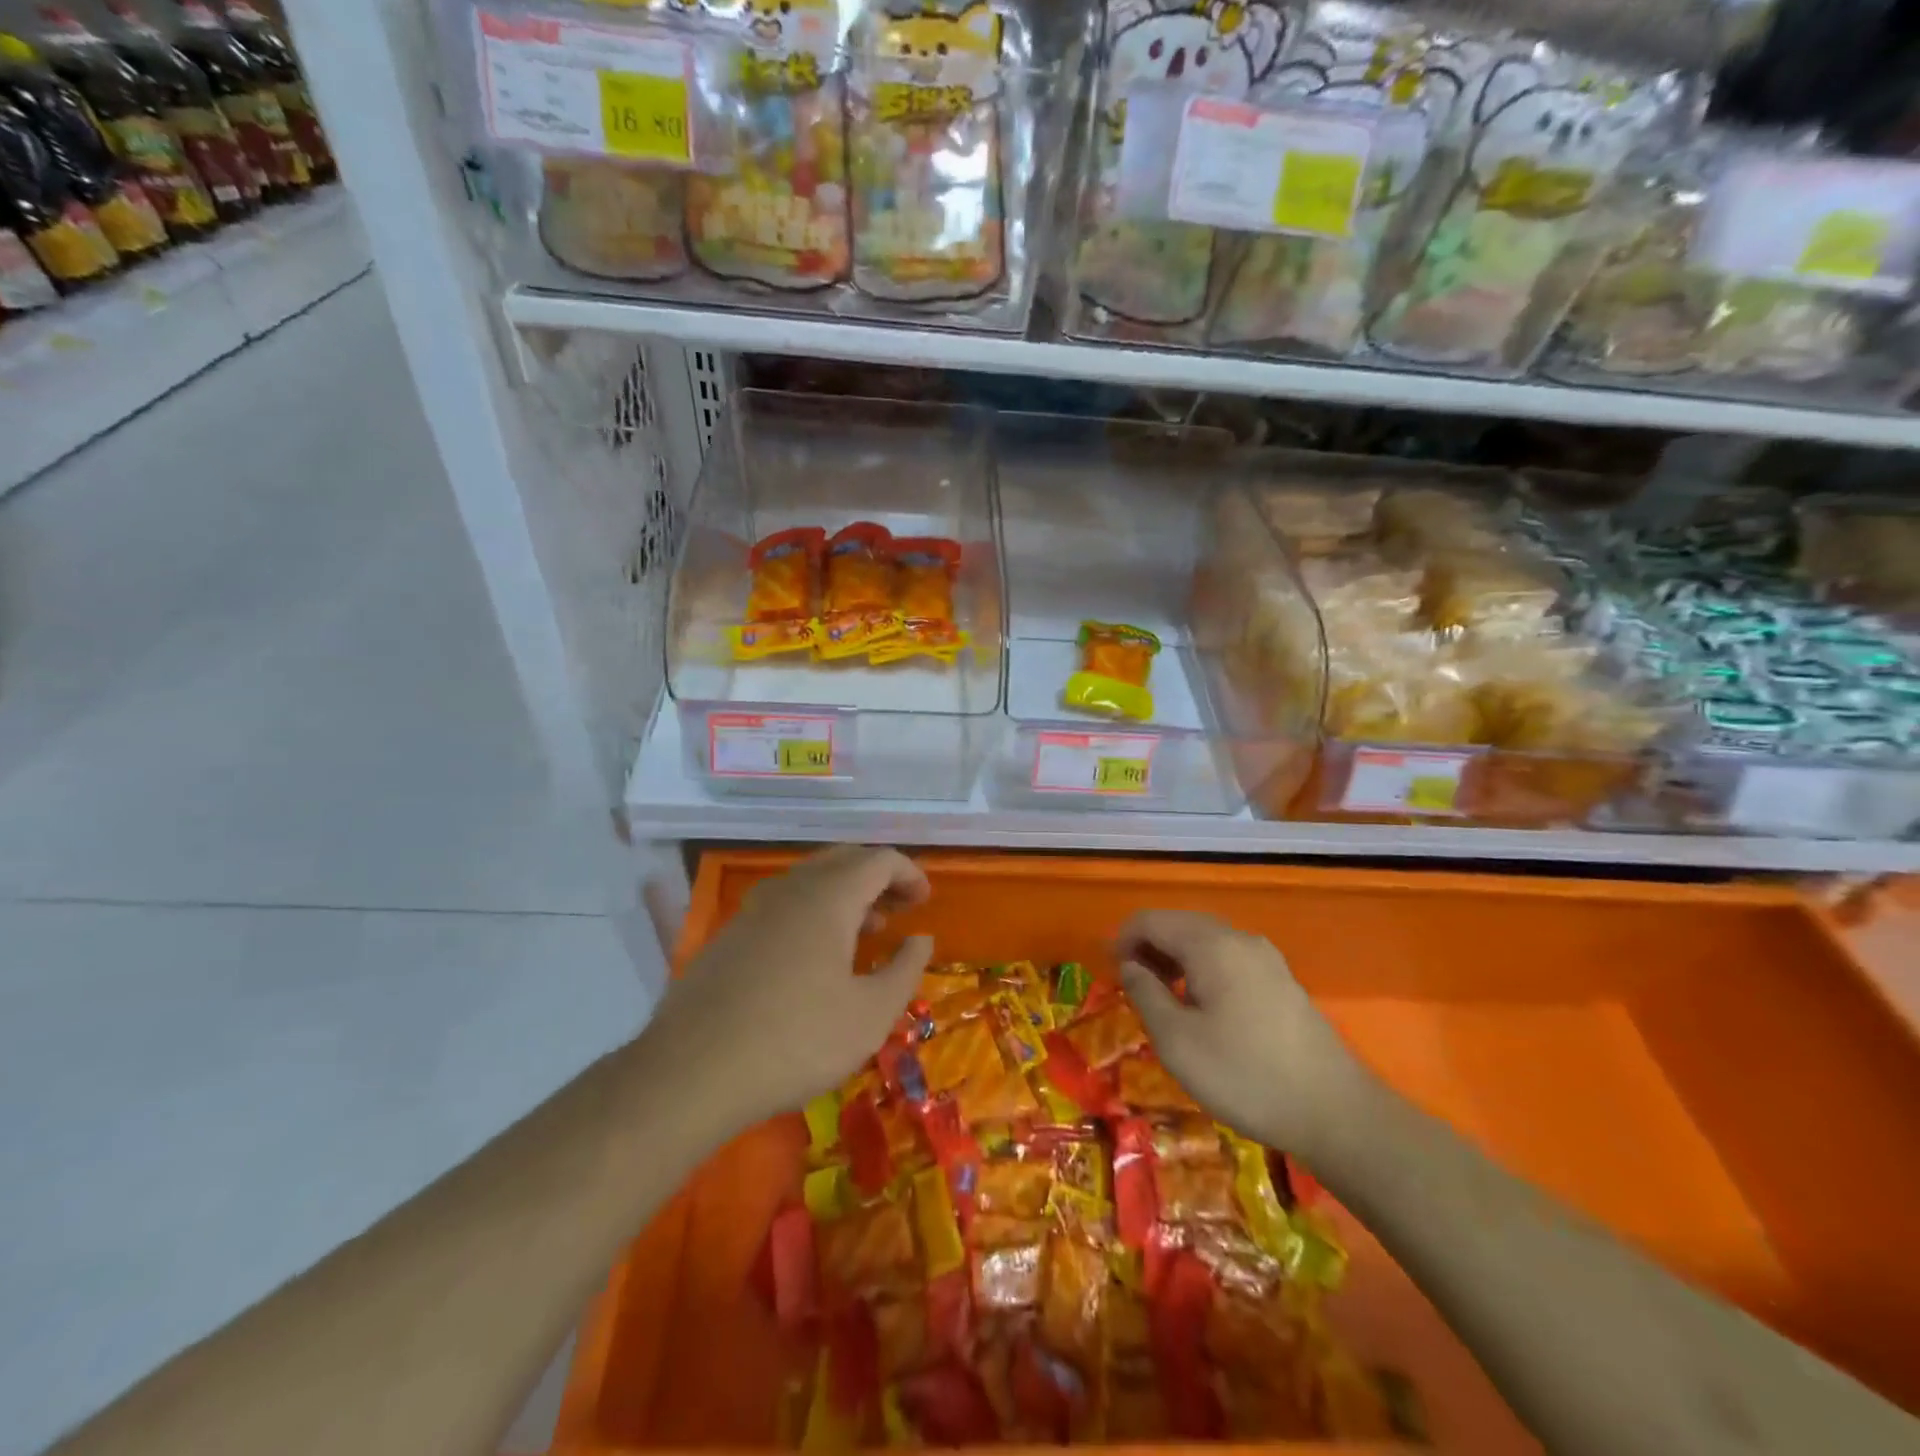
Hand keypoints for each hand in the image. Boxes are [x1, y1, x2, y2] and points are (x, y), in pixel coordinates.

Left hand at [650, 846, 932, 1130]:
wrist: (691, 1072)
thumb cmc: (796, 1040)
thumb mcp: (870, 1014)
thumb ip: (905, 969)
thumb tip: (921, 938)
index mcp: (829, 896)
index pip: (880, 859)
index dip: (910, 873)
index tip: (926, 902)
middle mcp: (790, 888)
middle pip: (844, 860)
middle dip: (879, 878)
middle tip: (901, 909)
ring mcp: (753, 909)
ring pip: (811, 880)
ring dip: (846, 894)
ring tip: (866, 931)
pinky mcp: (729, 934)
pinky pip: (784, 904)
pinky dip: (814, 911)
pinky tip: (816, 956)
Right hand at [1116, 909, 1368, 1157]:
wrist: (1336, 1113)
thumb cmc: (1245, 1076)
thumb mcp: (1177, 1041)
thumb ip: (1145, 994)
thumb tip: (1130, 965)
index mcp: (1211, 944)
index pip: (1151, 920)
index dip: (1123, 940)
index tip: (1110, 974)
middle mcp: (1240, 939)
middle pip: (1180, 924)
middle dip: (1149, 948)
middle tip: (1132, 987)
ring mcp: (1266, 958)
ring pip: (1206, 941)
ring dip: (1175, 959)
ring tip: (1162, 999)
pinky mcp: (1282, 981)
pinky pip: (1228, 958)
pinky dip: (1202, 970)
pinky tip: (1202, 1008)